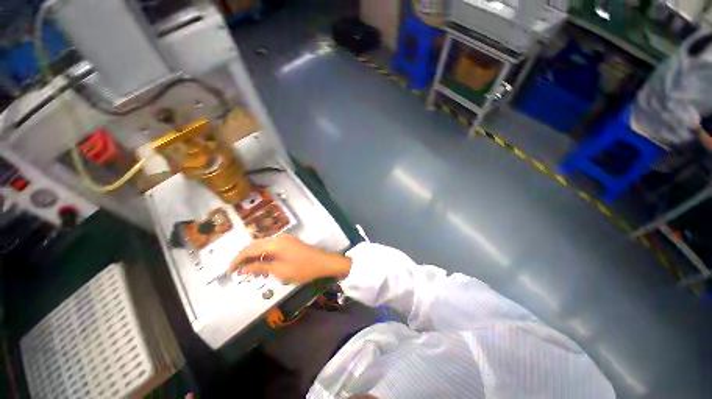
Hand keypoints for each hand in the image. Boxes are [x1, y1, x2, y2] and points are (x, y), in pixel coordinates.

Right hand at [228, 234, 351, 282]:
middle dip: (245, 258)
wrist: (323, 262)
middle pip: (256, 245)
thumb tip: (243, 268)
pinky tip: (264, 266)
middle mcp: (279, 237)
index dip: (237, 260)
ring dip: (255, 257)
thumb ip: (261, 267)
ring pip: (264, 245)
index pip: (250, 249)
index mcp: (275, 243)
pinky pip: (273, 246)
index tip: (229, 271)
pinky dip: (265, 255)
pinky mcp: (290, 242)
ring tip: (251, 271)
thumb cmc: (303, 268)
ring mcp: (285, 238)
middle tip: (238, 272)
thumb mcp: (280, 271)